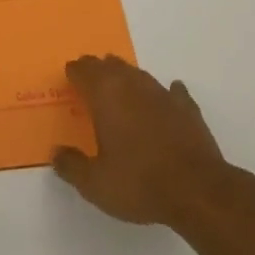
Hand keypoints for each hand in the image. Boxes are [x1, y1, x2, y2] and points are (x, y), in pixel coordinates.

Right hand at [52, 54, 249, 230]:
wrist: (198, 191)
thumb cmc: (139, 182)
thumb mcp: (95, 184)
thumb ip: (71, 166)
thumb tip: (56, 154)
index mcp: (104, 93)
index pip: (82, 69)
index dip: (73, 73)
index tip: (69, 80)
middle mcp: (130, 83)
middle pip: (108, 64)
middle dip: (97, 70)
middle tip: (90, 83)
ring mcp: (161, 92)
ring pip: (137, 73)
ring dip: (126, 79)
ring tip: (121, 91)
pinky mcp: (187, 107)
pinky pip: (172, 91)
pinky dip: (165, 94)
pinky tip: (166, 99)